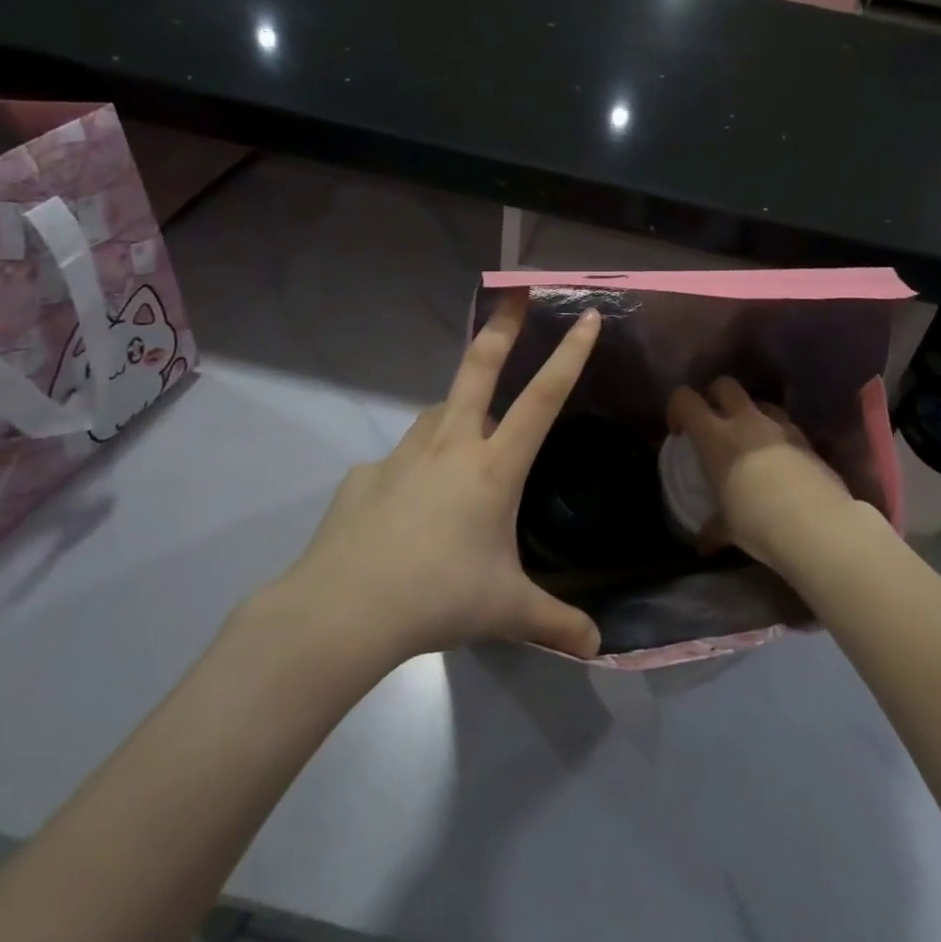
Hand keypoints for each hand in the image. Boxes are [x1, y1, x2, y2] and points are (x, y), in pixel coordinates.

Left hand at [266, 295, 603, 662]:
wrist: (342, 611)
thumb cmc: (438, 598)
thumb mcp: (507, 611)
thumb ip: (556, 625)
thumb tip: (597, 648)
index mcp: (493, 467)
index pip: (543, 399)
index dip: (569, 355)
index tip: (586, 316)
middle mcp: (450, 445)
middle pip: (479, 369)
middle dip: (501, 327)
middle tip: (513, 292)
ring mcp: (403, 455)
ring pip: (437, 414)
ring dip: (456, 411)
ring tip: (464, 437)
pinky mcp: (365, 474)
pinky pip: (398, 462)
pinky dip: (411, 471)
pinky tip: (406, 508)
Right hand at [666, 378, 856, 566]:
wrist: (815, 524)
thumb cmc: (757, 521)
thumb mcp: (728, 528)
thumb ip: (714, 527)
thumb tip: (704, 542)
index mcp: (715, 437)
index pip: (685, 399)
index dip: (677, 408)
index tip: (680, 432)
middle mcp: (746, 421)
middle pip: (725, 385)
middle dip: (715, 397)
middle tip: (714, 425)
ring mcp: (780, 427)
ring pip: (760, 403)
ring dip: (751, 416)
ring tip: (751, 443)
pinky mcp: (807, 440)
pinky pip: (786, 426)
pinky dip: (778, 437)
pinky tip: (780, 463)